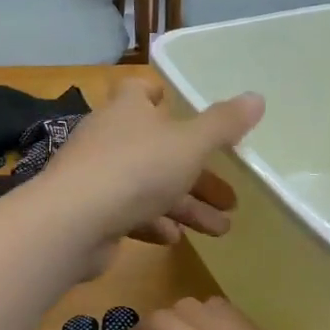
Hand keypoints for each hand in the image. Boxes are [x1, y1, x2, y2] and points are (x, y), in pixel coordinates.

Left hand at [41, 80, 263, 267]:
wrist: (72, 222)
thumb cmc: (136, 169)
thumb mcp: (189, 144)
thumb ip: (223, 123)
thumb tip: (257, 97)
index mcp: (128, 110)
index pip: (139, 90)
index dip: (160, 95)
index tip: (182, 109)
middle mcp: (109, 137)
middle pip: (158, 148)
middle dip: (197, 172)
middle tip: (231, 197)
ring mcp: (97, 175)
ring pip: (149, 186)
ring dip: (185, 205)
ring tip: (221, 228)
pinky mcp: (91, 211)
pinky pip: (129, 213)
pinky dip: (154, 223)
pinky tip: (175, 239)